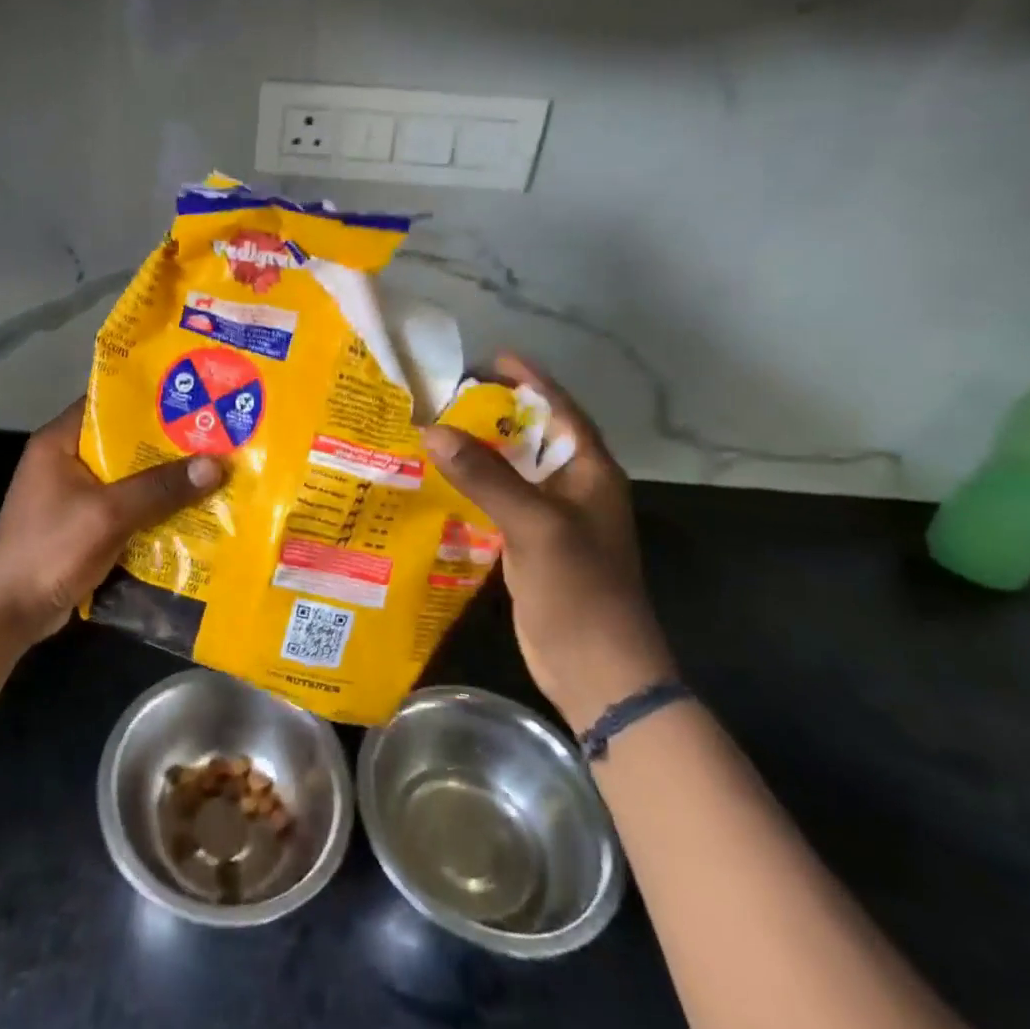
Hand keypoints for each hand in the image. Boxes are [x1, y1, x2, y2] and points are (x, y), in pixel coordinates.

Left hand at [0, 398, 225, 647]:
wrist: (6, 614)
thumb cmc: (49, 549)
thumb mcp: (108, 514)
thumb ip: (160, 488)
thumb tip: (216, 464)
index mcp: (60, 441)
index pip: (108, 402)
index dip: (150, 398)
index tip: (195, 397)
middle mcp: (66, 460)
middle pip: (124, 442)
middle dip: (167, 443)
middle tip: (216, 437)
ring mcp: (73, 496)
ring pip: (128, 477)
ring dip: (163, 480)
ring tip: (214, 470)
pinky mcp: (82, 526)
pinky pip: (125, 508)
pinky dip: (152, 510)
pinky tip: (191, 512)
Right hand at [421, 354, 673, 732]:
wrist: (597, 671)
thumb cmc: (579, 591)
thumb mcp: (534, 526)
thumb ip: (486, 476)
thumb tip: (432, 430)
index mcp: (591, 473)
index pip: (561, 411)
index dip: (531, 381)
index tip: (493, 357)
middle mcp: (575, 488)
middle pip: (533, 436)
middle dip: (495, 412)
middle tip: (448, 393)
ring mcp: (553, 519)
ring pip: (513, 470)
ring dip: (480, 450)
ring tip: (435, 428)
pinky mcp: (532, 544)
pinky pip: (500, 501)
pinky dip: (473, 486)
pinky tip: (439, 481)